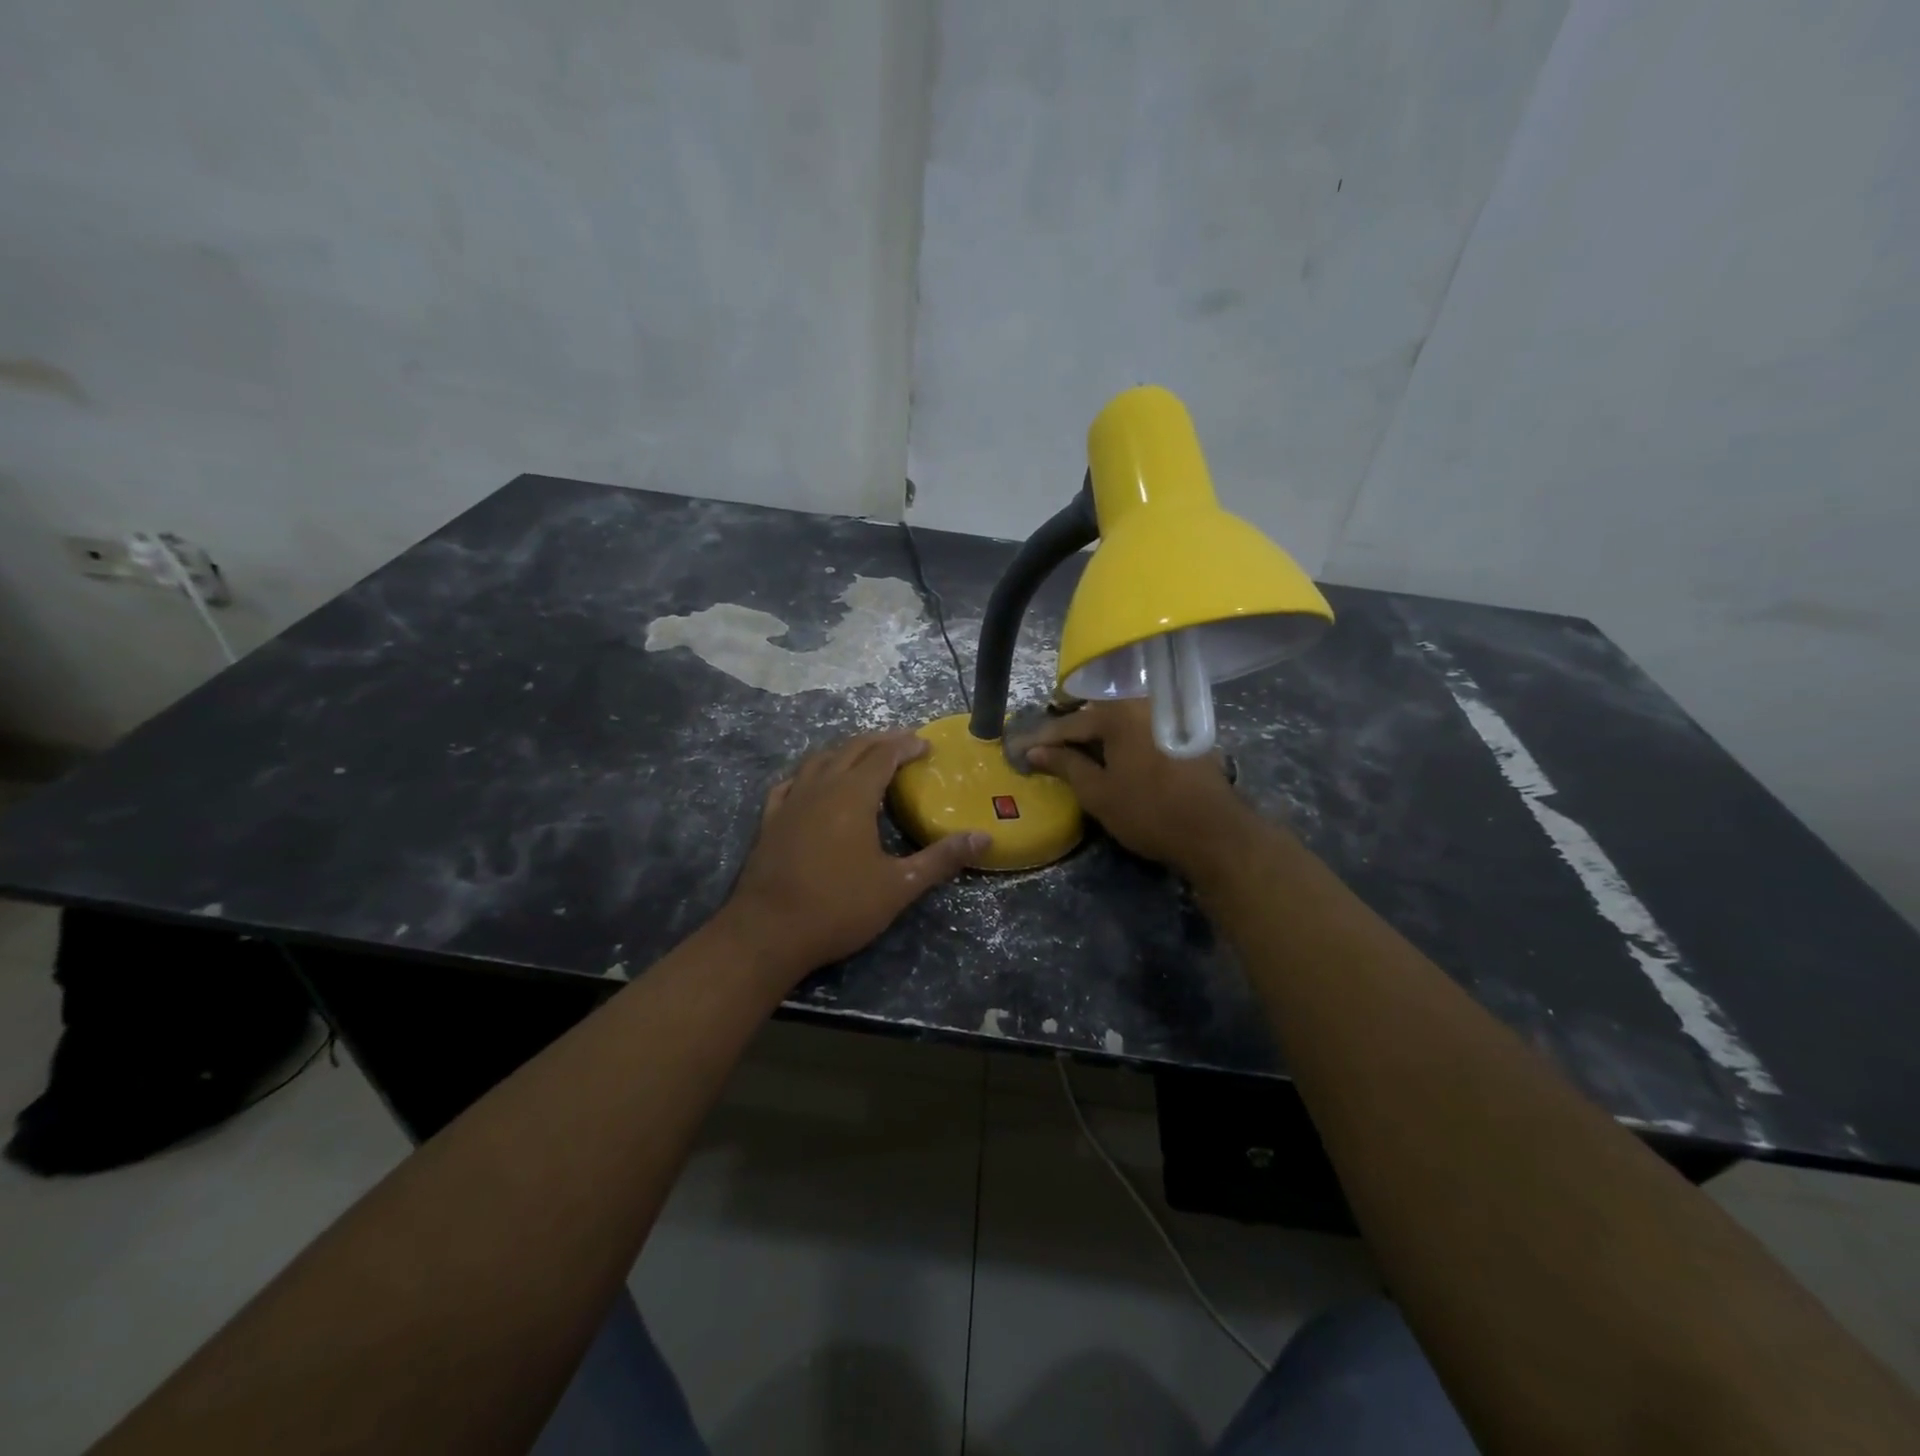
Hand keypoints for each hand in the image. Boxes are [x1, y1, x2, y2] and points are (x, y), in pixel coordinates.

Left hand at [719, 730, 988, 981]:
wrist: (768, 932)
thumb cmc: (839, 907)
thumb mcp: (899, 886)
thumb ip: (941, 859)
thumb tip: (985, 838)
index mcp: (853, 795)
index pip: (883, 755)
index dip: (906, 745)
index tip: (926, 744)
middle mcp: (820, 787)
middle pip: (851, 748)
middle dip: (879, 740)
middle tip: (902, 740)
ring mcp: (790, 802)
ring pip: (819, 759)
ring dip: (845, 750)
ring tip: (863, 754)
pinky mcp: (770, 820)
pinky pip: (791, 782)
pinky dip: (809, 774)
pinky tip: (812, 783)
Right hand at [1026, 700, 1254, 874]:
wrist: (1215, 833)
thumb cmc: (1149, 812)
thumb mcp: (1098, 792)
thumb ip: (1065, 765)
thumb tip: (1035, 751)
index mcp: (1119, 713)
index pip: (1069, 724)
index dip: (1042, 741)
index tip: (1019, 752)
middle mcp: (1144, 704)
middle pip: (1096, 715)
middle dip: (1069, 733)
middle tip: (1044, 751)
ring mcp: (1168, 718)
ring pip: (1120, 723)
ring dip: (1096, 738)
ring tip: (1073, 755)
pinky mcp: (1184, 735)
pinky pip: (1140, 731)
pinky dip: (1121, 742)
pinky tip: (1111, 759)